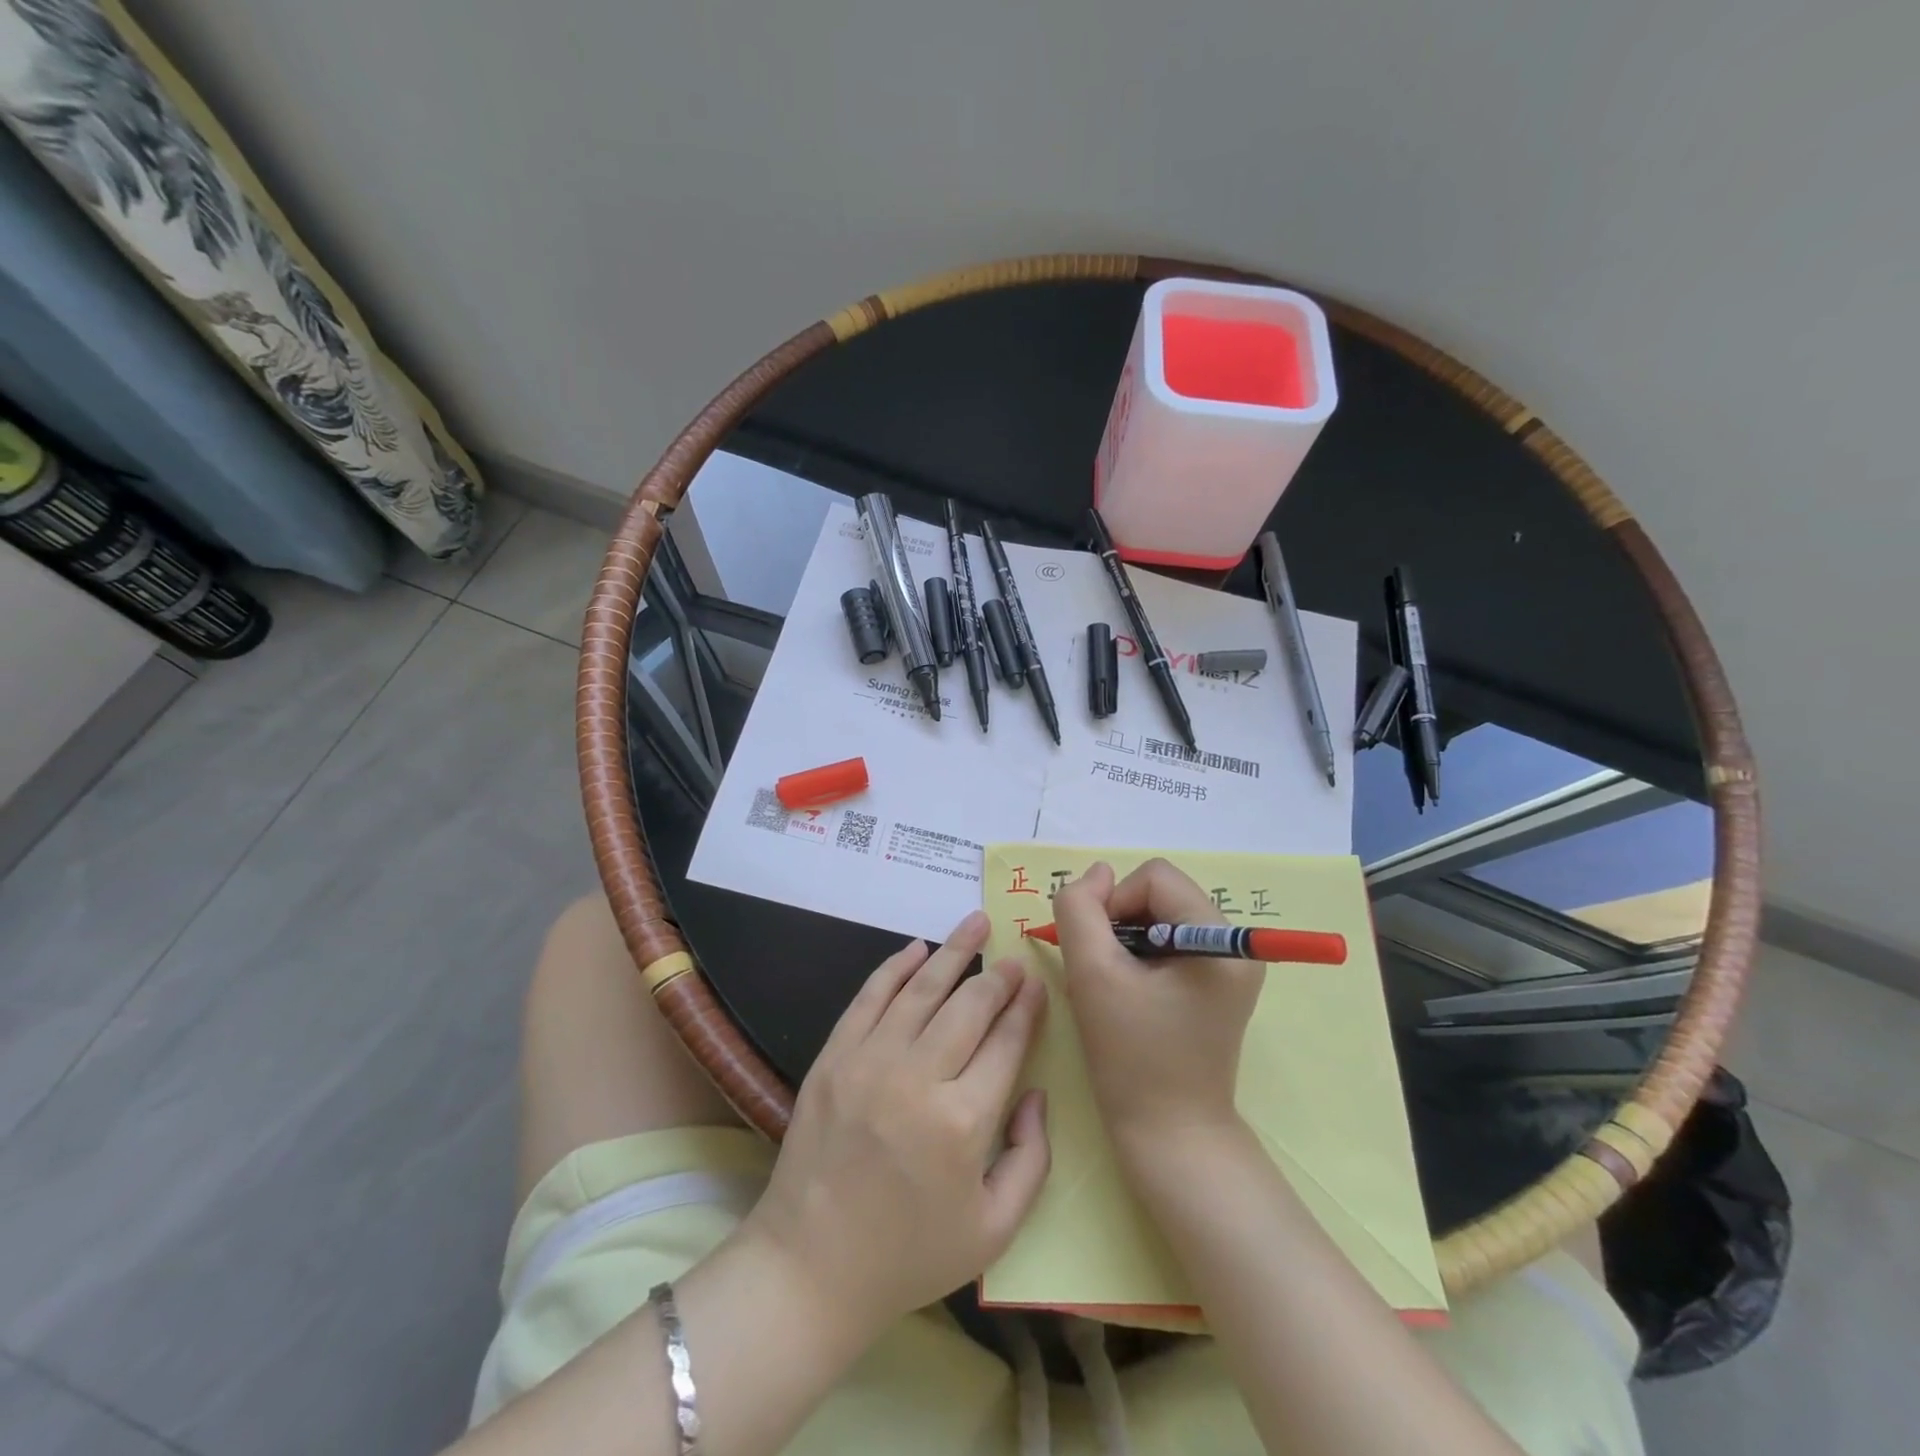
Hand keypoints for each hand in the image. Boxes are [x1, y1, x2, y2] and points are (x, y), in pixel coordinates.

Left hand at [744, 911, 1050, 1340]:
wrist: (811, 1266)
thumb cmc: (910, 1254)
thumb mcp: (994, 1229)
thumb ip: (1032, 1158)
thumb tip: (1035, 1092)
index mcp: (963, 1123)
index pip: (1006, 1043)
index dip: (1025, 1008)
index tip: (1036, 984)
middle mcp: (917, 1079)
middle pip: (968, 1007)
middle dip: (997, 977)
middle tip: (1013, 958)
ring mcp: (869, 1062)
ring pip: (921, 990)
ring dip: (953, 952)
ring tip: (976, 922)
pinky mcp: (833, 1057)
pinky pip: (869, 997)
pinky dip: (895, 968)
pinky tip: (917, 949)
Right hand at [1053, 859, 1260, 1154]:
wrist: (1170, 1135)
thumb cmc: (1131, 1057)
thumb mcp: (1092, 975)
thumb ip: (1081, 910)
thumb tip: (1096, 873)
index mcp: (1220, 940)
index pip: (1154, 877)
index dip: (1115, 903)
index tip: (1098, 952)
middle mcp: (1234, 945)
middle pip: (1159, 894)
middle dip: (1120, 922)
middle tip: (1102, 971)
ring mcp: (1228, 966)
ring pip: (1160, 916)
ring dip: (1125, 939)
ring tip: (1113, 985)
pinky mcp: (1216, 984)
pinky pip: (1169, 942)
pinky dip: (1138, 956)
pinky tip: (1127, 993)